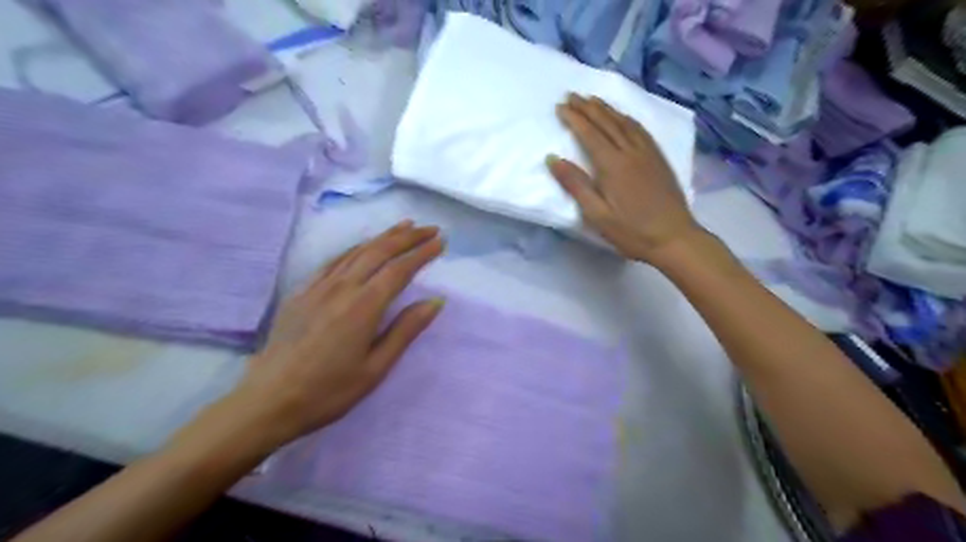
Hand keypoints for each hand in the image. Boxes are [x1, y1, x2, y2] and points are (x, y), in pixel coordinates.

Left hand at [226, 221, 444, 447]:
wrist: (269, 401)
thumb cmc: (329, 391)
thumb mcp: (376, 368)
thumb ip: (405, 330)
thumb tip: (435, 301)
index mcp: (364, 306)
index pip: (399, 269)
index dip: (422, 253)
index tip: (440, 242)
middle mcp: (342, 288)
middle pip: (379, 251)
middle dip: (407, 237)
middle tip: (429, 229)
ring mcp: (318, 287)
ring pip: (356, 251)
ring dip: (383, 236)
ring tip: (404, 227)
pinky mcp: (302, 292)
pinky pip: (334, 261)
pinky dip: (355, 248)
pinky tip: (361, 247)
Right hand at [546, 94, 697, 264]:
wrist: (674, 238)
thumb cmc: (631, 231)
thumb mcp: (597, 215)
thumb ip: (575, 185)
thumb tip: (553, 159)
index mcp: (613, 165)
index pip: (590, 134)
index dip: (574, 119)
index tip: (560, 106)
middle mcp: (630, 152)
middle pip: (607, 123)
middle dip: (588, 107)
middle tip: (572, 95)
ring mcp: (648, 153)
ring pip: (625, 122)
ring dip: (607, 108)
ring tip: (593, 99)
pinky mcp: (659, 159)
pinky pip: (641, 130)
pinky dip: (627, 118)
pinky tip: (624, 117)